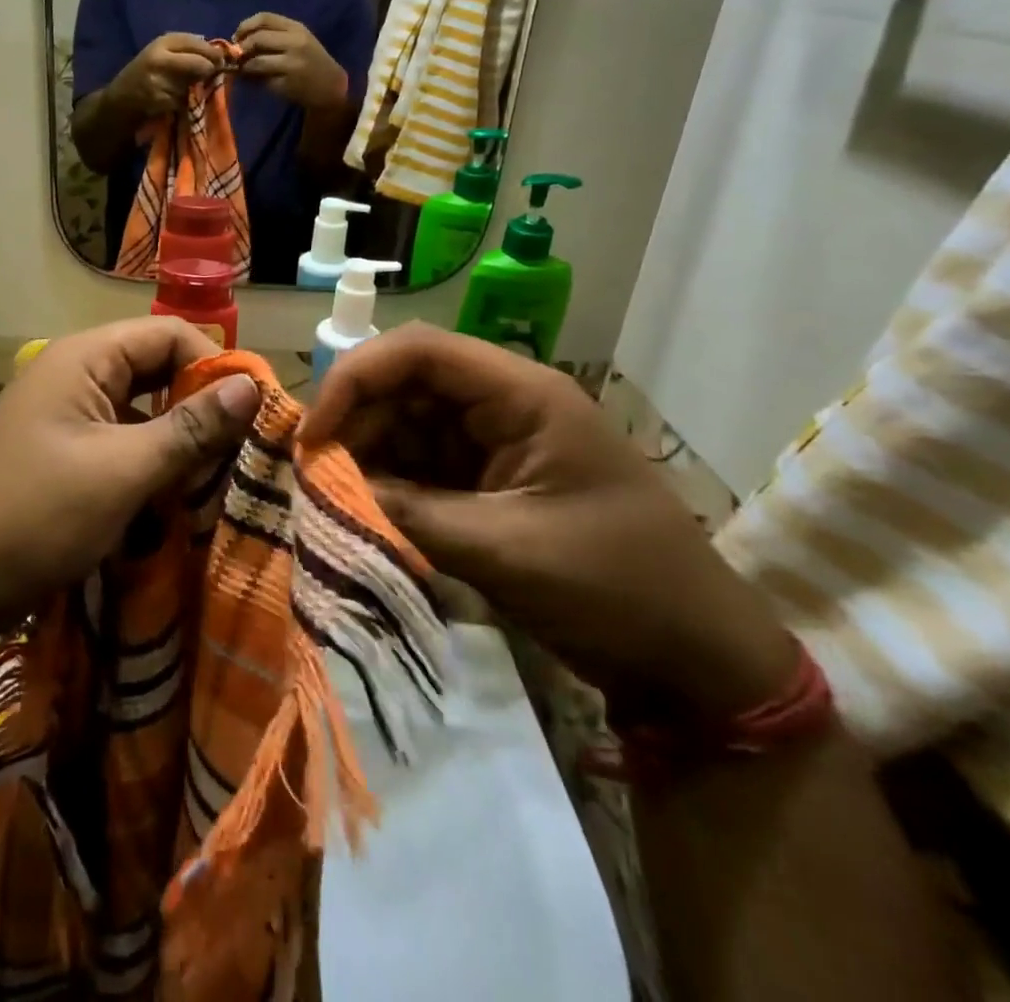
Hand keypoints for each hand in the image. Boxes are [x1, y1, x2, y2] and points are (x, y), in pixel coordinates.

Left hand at [0, 319, 259, 644]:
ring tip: (214, 474)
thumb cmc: (38, 515)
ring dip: (177, 435)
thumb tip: (252, 386)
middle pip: (155, 367)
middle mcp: (73, 374)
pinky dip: (149, 458)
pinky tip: (171, 492)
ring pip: (140, 407)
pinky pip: (119, 438)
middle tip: (240, 447)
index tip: (252, 413)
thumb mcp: (124, 470)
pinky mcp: (60, 451)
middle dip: (199, 403)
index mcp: (84, 358)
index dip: (214, 365)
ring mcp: (63, 414)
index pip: (169, 334)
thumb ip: (191, 428)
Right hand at [113, 33, 224, 119]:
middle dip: (208, 70)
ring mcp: (159, 80)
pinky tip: (171, 100)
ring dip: (194, 88)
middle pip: (200, 63)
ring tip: (181, 88)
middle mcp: (160, 57)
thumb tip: (218, 52)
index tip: (221, 60)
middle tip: (209, 75)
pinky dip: (183, 102)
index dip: (212, 53)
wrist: (120, 100)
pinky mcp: (159, 100)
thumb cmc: (145, 74)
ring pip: (193, 84)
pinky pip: (183, 100)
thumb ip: (187, 49)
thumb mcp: (162, 53)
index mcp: (162, 42)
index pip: (197, 43)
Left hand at [234, 13, 349, 110]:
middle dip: (241, 47)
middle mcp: (295, 42)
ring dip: (244, 67)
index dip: (245, 26)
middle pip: (257, 38)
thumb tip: (238, 41)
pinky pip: (261, 80)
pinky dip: (252, 80)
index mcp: (296, 28)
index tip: (237, 37)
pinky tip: (253, 81)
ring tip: (243, 70)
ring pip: (256, 61)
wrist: (331, 86)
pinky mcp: (287, 83)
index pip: (264, 18)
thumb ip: (273, 37)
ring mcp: (291, 64)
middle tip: (237, 56)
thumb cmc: (311, 62)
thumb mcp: (297, 41)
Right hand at [299, 324, 796, 718]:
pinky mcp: (488, 478)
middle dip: (356, 422)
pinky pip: (422, 463)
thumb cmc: (616, 587)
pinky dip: (388, 482)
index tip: (315, 434)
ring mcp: (496, 441)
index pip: (419, 350)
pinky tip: (364, 509)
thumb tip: (327, 490)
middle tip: (315, 474)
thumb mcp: (505, 550)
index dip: (355, 378)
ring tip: (333, 496)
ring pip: (407, 423)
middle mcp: (504, 404)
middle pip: (406, 383)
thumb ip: (409, 514)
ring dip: (367, 454)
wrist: (694, 657)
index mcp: (522, 395)